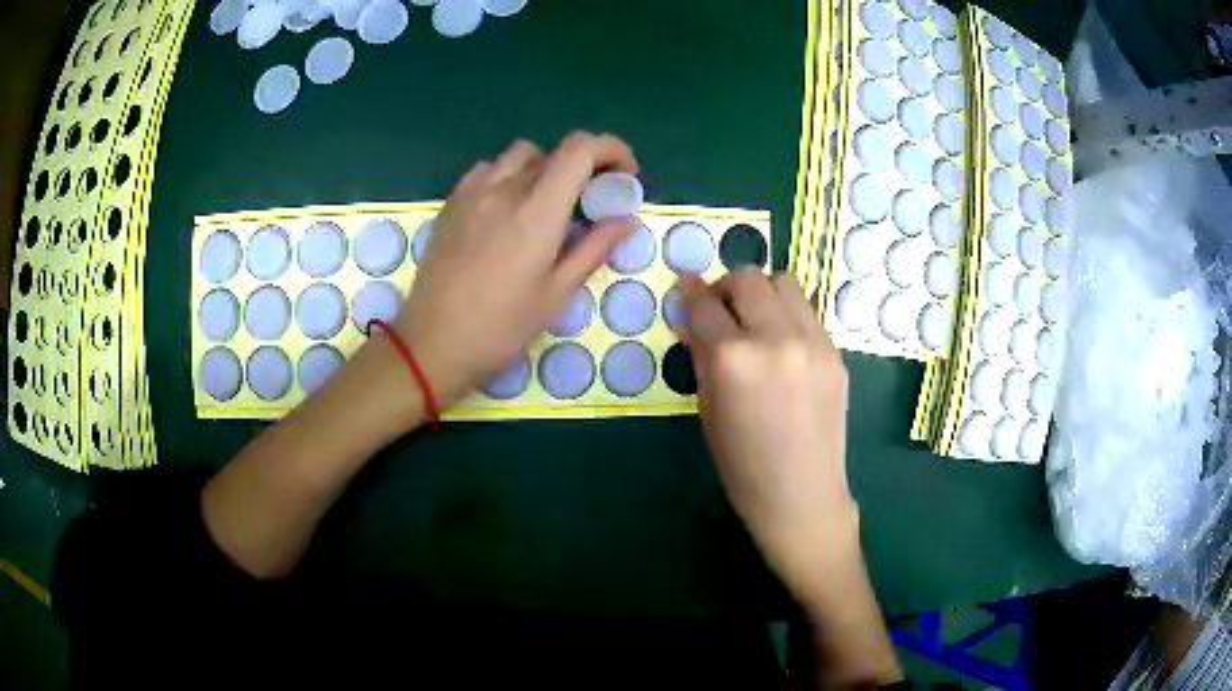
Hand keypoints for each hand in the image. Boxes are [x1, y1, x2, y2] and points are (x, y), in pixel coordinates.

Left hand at [395, 133, 638, 406]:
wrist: (433, 344)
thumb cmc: (501, 328)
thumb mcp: (556, 295)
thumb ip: (593, 249)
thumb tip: (626, 220)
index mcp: (537, 211)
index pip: (581, 148)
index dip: (611, 150)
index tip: (623, 177)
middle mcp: (505, 189)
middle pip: (555, 152)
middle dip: (583, 168)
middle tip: (588, 204)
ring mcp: (472, 192)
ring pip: (520, 155)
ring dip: (545, 169)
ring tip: (545, 206)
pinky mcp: (451, 203)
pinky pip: (487, 169)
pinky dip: (509, 176)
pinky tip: (506, 209)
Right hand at [681, 271, 857, 596]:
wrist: (801, 495)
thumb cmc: (742, 464)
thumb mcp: (708, 409)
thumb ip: (701, 355)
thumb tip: (693, 320)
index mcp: (734, 359)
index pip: (706, 305)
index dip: (690, 291)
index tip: (685, 286)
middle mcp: (776, 338)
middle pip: (748, 279)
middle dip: (726, 287)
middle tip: (720, 309)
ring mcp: (813, 343)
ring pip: (784, 282)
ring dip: (761, 291)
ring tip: (754, 319)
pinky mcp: (835, 352)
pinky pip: (806, 311)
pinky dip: (787, 313)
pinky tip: (780, 342)